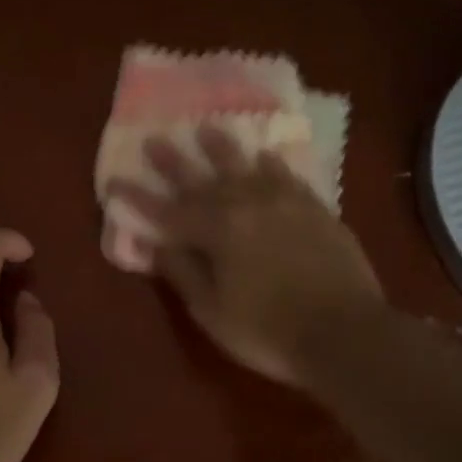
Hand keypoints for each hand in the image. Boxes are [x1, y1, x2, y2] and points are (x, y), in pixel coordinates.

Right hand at [109, 128, 382, 384]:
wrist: (347, 333)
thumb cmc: (269, 331)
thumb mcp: (212, 312)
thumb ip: (183, 273)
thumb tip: (157, 245)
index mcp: (217, 231)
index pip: (166, 211)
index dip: (137, 198)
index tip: (114, 181)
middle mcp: (247, 205)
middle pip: (202, 179)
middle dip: (174, 162)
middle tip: (154, 139)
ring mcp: (284, 203)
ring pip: (246, 167)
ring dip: (222, 149)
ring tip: (207, 128)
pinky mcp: (315, 209)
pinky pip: (286, 177)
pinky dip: (271, 165)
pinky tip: (265, 156)